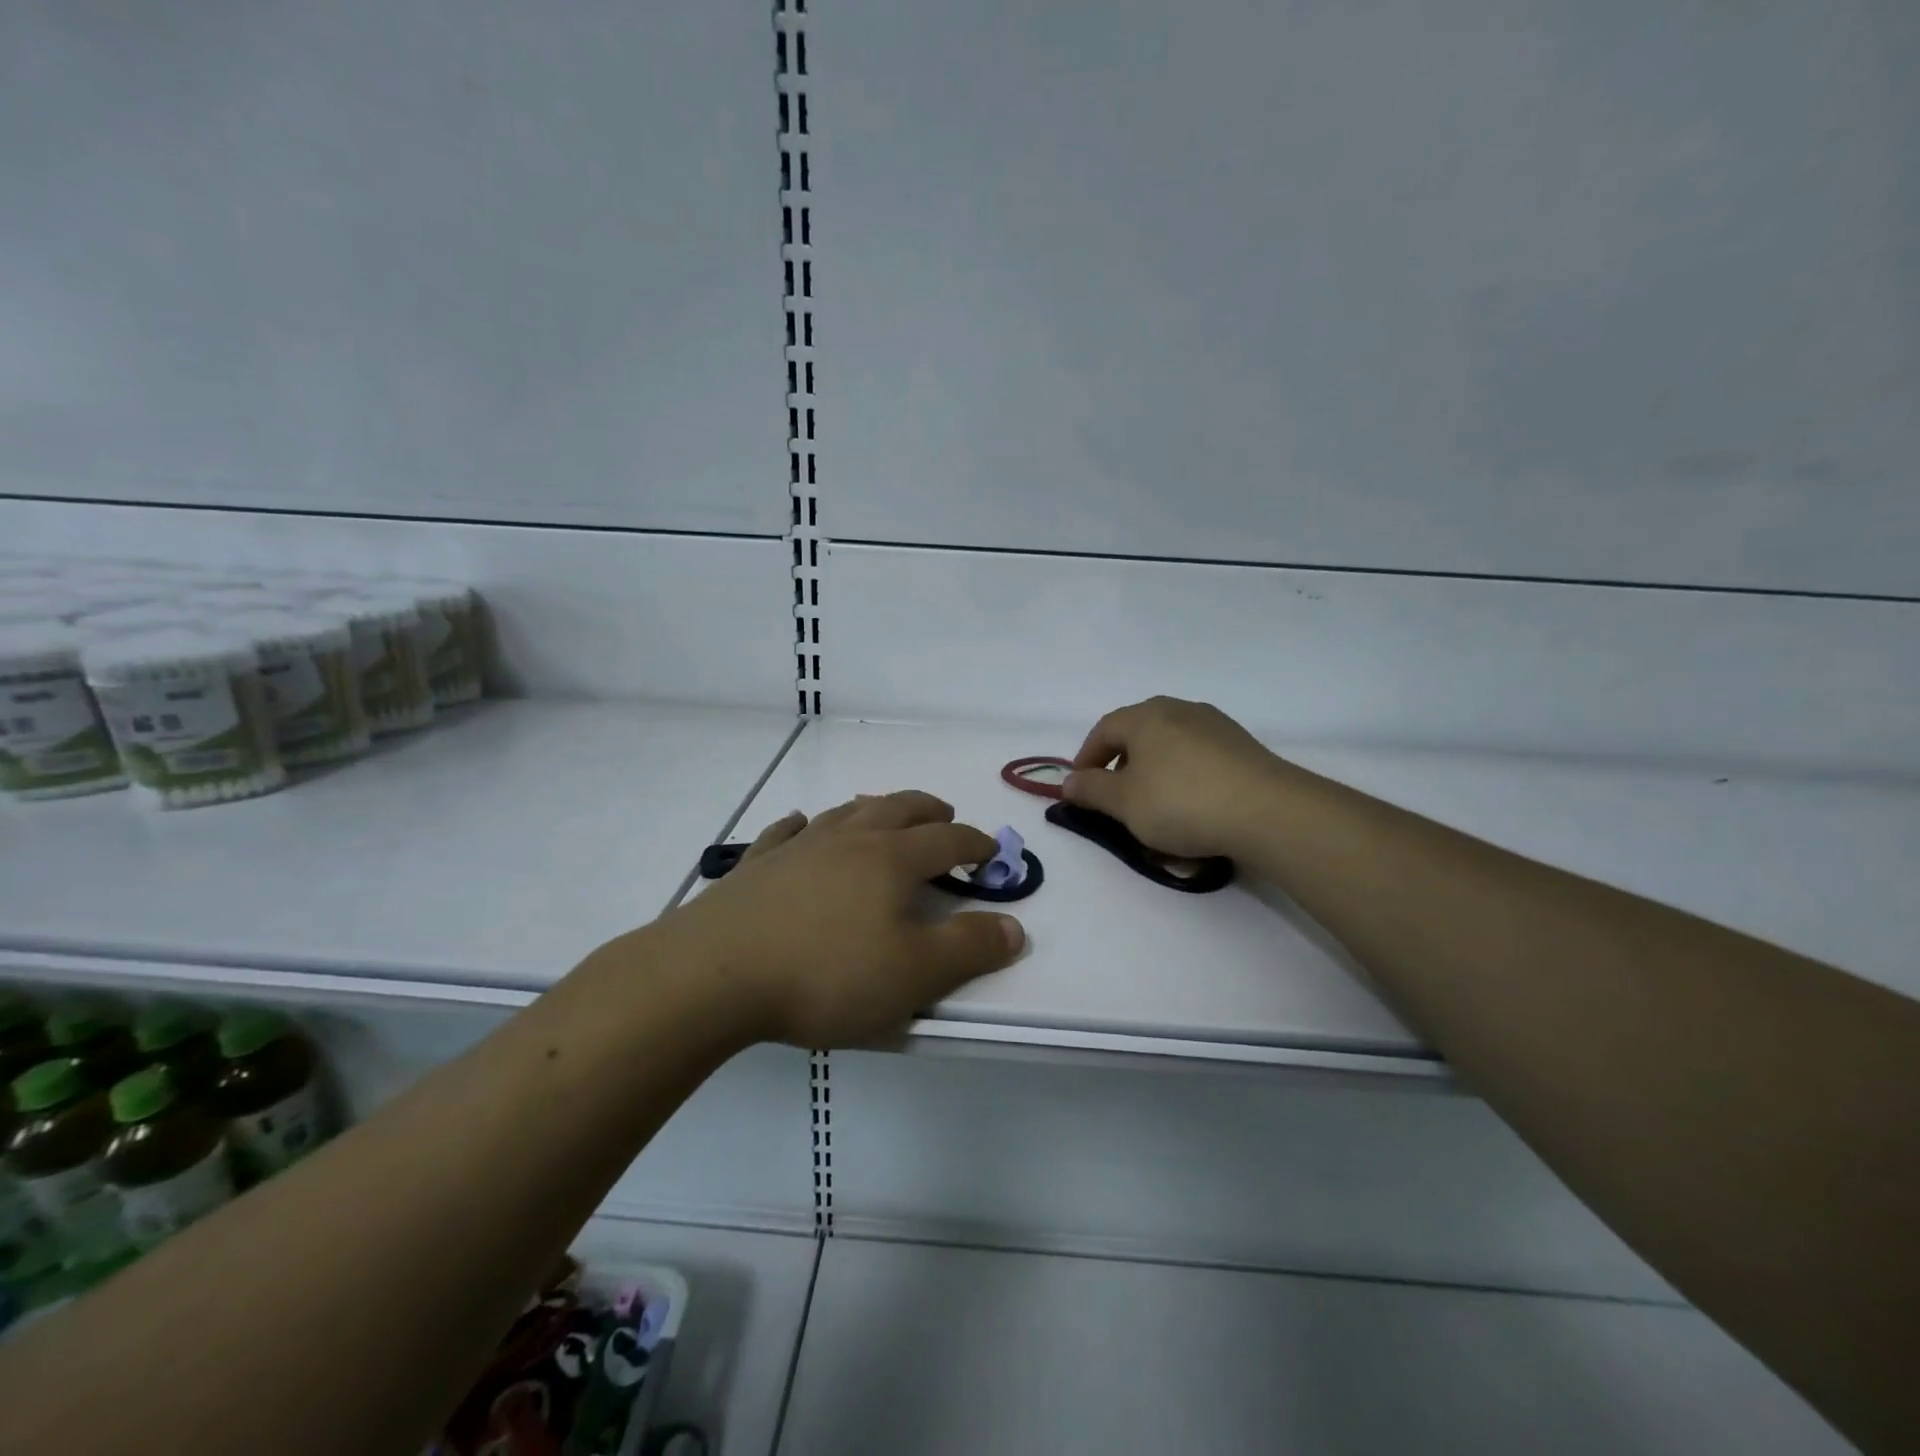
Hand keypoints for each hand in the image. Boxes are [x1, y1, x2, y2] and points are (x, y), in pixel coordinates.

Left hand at [661, 791, 1025, 1048]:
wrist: (714, 974)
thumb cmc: (825, 974)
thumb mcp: (913, 974)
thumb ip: (969, 949)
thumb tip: (1015, 926)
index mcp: (890, 860)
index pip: (945, 841)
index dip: (973, 844)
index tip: (990, 853)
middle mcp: (847, 841)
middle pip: (897, 810)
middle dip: (927, 811)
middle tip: (944, 816)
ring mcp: (797, 849)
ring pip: (845, 813)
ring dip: (872, 808)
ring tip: (883, 811)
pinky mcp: (755, 867)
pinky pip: (784, 833)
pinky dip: (801, 826)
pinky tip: (800, 826)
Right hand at [1063, 697, 1286, 859]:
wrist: (1268, 811)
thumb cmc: (1181, 802)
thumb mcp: (1124, 803)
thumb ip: (1091, 790)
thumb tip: (1068, 781)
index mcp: (1145, 716)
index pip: (1103, 730)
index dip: (1086, 758)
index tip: (1080, 786)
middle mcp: (1179, 710)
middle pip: (1138, 732)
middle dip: (1121, 762)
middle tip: (1116, 793)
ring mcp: (1215, 725)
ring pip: (1171, 744)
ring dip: (1155, 770)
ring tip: (1154, 803)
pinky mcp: (1242, 746)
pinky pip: (1199, 758)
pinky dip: (1185, 777)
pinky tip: (1192, 805)